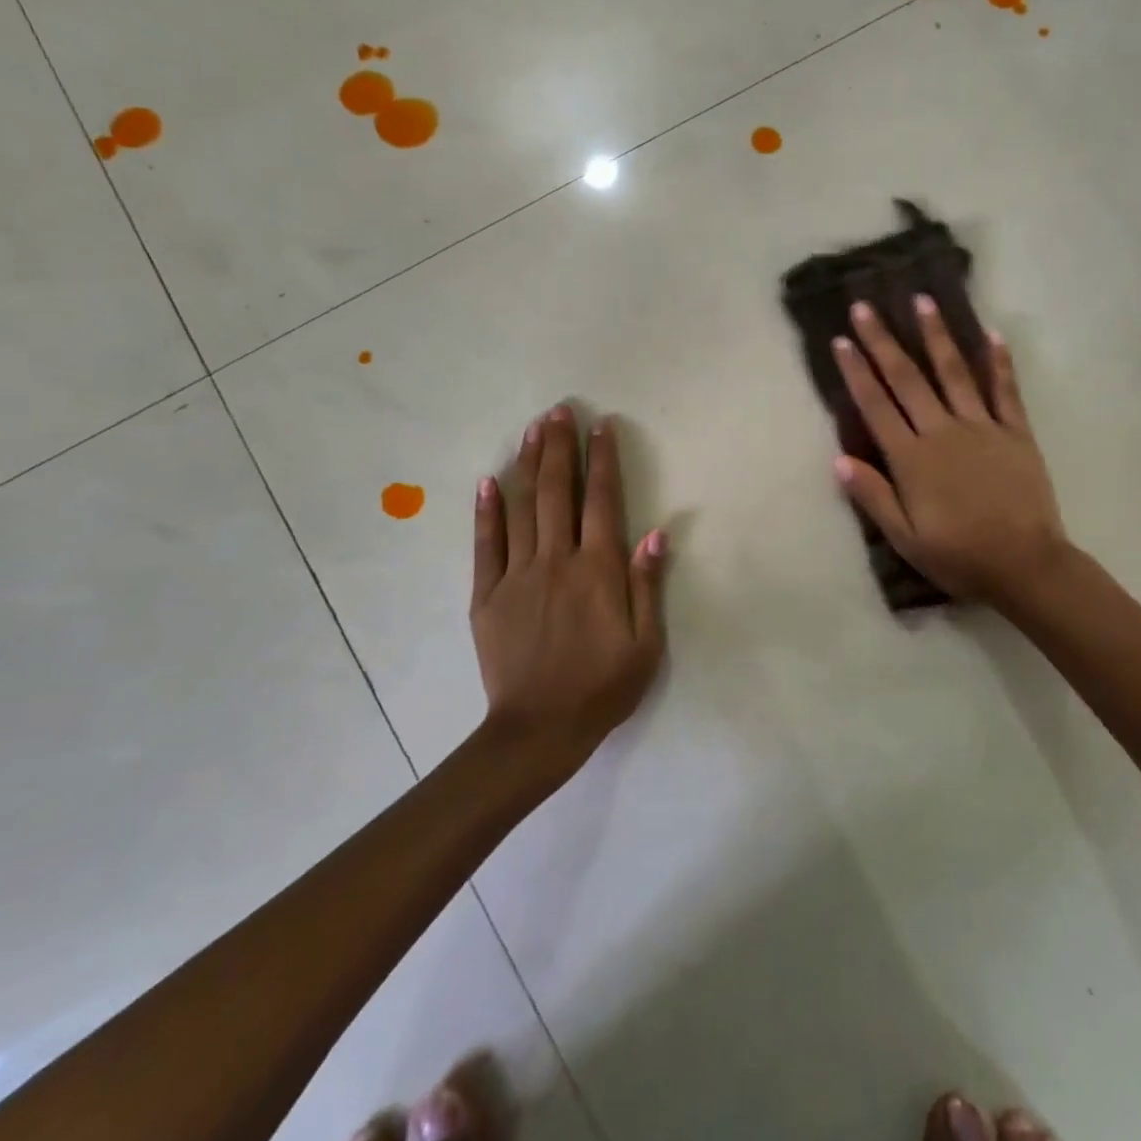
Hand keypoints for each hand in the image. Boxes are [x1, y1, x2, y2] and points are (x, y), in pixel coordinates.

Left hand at [471, 405, 667, 762]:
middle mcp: (557, 560)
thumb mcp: (646, 644)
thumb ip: (648, 585)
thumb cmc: (602, 688)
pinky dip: (487, 511)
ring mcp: (517, 575)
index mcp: (598, 570)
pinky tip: (489, 481)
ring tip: (532, 429)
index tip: (602, 426)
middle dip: (560, 447)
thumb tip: (655, 533)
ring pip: (523, 507)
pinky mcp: (487, 595)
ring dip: (528, 465)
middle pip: (558, 492)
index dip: (603, 460)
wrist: (539, 730)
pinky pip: (486, 544)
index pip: (602, 501)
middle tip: (559, 411)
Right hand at [832, 298, 1067, 606]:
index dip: (856, 372)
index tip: (842, 341)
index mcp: (911, 458)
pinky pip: (1005, 391)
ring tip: (923, 301)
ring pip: (954, 373)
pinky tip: (991, 335)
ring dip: (937, 336)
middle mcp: (942, 432)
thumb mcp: (905, 537)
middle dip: (884, 341)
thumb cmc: (958, 556)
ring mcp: (982, 428)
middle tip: (866, 307)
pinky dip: (999, 362)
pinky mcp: (1016, 433)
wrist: (1025, 565)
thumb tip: (839, 460)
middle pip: (907, 379)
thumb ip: (873, 495)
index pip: (876, 406)